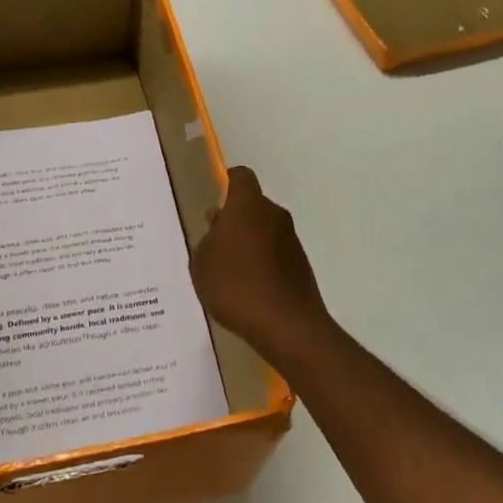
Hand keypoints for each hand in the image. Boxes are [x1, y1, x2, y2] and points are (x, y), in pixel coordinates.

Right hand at [190, 166, 331, 357]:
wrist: (287, 325)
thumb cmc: (235, 286)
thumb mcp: (202, 263)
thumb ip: (207, 240)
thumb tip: (219, 226)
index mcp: (248, 205)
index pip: (241, 177)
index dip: (227, 182)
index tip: (215, 198)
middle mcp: (274, 215)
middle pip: (252, 206)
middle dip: (235, 219)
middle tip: (215, 243)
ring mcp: (291, 240)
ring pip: (264, 230)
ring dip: (249, 242)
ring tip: (229, 272)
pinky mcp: (301, 264)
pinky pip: (275, 254)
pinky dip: (263, 263)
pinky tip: (248, 289)